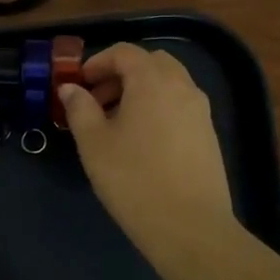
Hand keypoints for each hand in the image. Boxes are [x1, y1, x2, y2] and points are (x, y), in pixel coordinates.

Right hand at [58, 43, 245, 271]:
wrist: (189, 227)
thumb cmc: (133, 179)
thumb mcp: (93, 143)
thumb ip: (79, 108)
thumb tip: (70, 88)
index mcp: (152, 82)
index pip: (125, 52)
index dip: (98, 61)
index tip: (79, 84)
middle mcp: (182, 87)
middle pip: (151, 62)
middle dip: (121, 73)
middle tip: (97, 100)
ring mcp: (200, 111)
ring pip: (168, 83)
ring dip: (140, 90)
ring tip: (116, 123)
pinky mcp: (208, 135)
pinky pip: (180, 105)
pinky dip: (158, 108)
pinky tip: (141, 142)